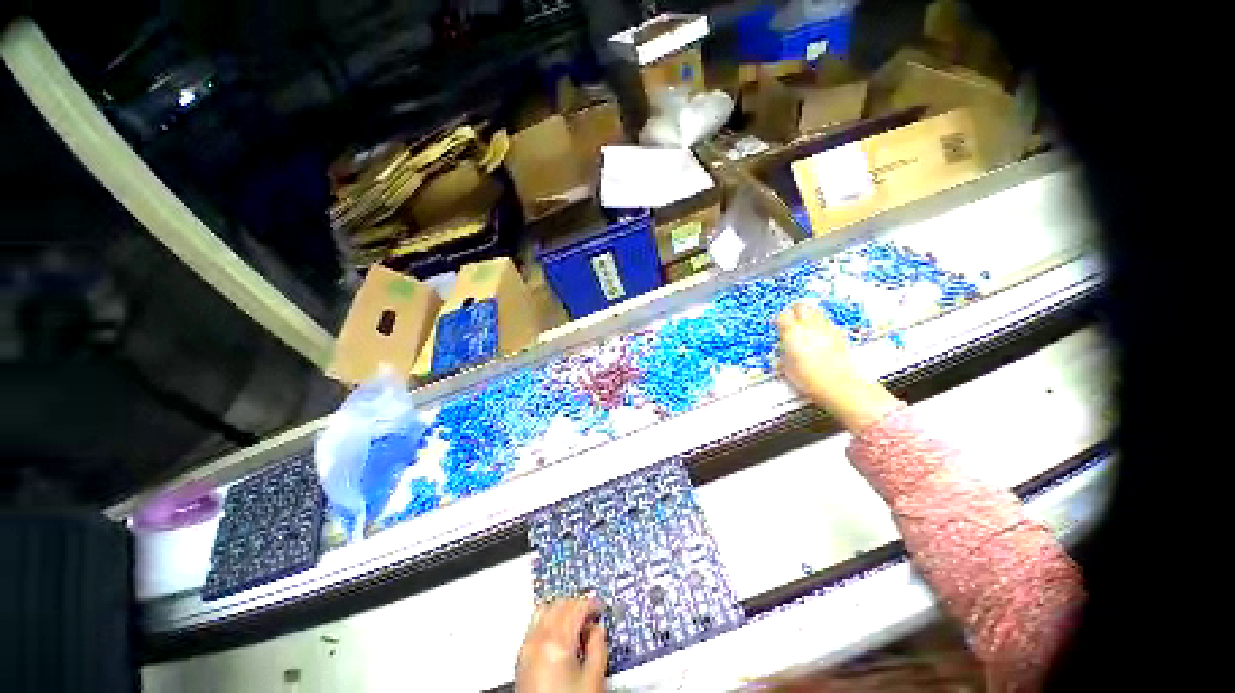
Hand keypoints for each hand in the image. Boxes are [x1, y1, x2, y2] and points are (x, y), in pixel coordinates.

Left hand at [516, 598, 606, 692]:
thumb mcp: (593, 679)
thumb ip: (598, 647)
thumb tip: (597, 629)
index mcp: (557, 641)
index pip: (576, 606)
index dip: (591, 604)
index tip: (600, 608)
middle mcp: (538, 639)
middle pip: (559, 604)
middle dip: (577, 604)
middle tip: (590, 615)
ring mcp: (526, 648)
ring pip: (544, 610)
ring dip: (561, 609)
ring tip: (575, 622)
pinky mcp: (520, 658)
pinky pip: (535, 625)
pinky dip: (548, 620)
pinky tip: (559, 634)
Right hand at [776, 302, 900, 430]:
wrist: (838, 385)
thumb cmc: (811, 379)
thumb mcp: (787, 368)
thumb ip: (783, 353)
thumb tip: (783, 349)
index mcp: (793, 333)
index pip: (782, 316)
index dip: (778, 319)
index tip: (776, 325)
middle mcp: (809, 326)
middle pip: (801, 306)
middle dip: (794, 310)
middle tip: (789, 317)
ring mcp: (826, 328)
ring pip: (815, 311)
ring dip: (807, 315)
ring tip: (803, 325)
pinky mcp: (839, 334)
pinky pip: (826, 322)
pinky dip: (820, 324)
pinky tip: (818, 335)